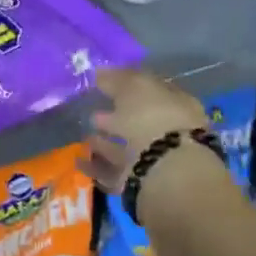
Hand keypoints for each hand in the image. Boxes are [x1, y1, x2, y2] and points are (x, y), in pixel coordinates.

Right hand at [81, 67, 208, 193]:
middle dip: (117, 116)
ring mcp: (155, 160)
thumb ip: (117, 79)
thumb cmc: (154, 118)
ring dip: (105, 143)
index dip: (129, 85)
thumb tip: (100, 72)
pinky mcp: (139, 184)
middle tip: (93, 110)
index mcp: (177, 104)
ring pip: (127, 148)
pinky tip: (78, 160)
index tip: (105, 83)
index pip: (152, 90)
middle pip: (140, 121)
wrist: (163, 171)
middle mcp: (170, 133)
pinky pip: (113, 171)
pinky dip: (96, 166)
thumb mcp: (134, 87)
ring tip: (84, 136)